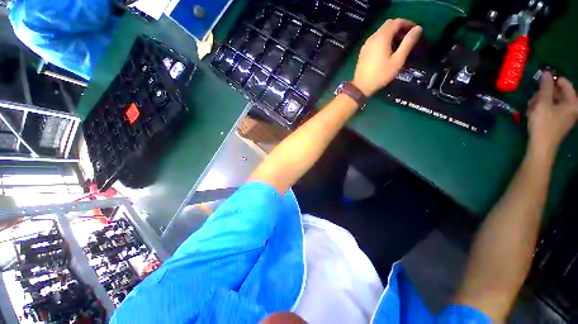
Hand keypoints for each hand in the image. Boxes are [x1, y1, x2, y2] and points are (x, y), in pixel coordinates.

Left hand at [352, 19, 421, 96]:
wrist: (361, 87)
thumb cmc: (381, 74)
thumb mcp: (398, 60)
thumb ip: (408, 43)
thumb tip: (418, 28)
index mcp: (382, 37)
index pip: (397, 21)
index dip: (408, 23)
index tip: (415, 31)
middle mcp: (373, 37)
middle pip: (388, 24)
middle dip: (399, 27)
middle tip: (407, 37)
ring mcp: (366, 44)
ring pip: (381, 31)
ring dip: (391, 33)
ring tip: (399, 44)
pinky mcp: (363, 51)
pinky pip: (375, 39)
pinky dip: (383, 39)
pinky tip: (387, 49)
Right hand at [527, 72, 577, 155]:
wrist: (541, 147)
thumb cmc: (544, 124)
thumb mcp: (543, 103)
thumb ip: (545, 87)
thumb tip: (546, 73)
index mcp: (572, 103)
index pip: (565, 84)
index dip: (552, 81)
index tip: (540, 81)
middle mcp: (571, 108)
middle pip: (557, 93)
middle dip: (543, 94)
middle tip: (533, 99)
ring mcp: (564, 116)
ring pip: (551, 101)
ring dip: (539, 102)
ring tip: (530, 108)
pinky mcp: (557, 121)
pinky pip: (549, 109)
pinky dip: (540, 109)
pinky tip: (532, 114)